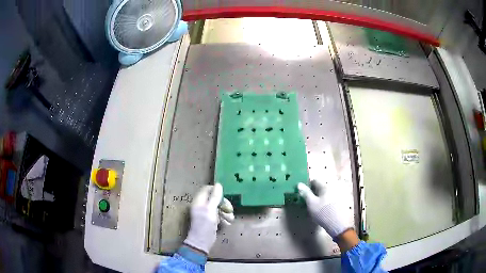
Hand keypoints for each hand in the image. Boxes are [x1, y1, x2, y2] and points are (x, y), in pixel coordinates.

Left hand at [183, 183, 234, 254]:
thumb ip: (215, 197)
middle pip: (215, 198)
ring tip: (230, 219)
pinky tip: (227, 224)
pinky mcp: (211, 220)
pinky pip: (219, 215)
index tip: (224, 196)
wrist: (202, 241)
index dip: (216, 191)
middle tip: (229, 210)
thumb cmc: (205, 224)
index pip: (207, 189)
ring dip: (226, 212)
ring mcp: (207, 213)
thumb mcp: (211, 209)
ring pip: (219, 207)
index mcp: (199, 201)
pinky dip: (224, 218)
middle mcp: (202, 205)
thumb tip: (218, 184)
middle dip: (224, 204)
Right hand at [298, 180, 353, 238]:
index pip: (315, 180)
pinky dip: (326, 201)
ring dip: (320, 197)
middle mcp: (333, 187)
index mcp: (325, 186)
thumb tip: (299, 184)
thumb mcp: (311, 203)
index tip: (303, 193)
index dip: (308, 185)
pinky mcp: (341, 201)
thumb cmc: (323, 212)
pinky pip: (331, 198)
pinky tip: (323, 209)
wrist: (338, 224)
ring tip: (315, 206)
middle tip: (308, 201)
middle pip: (321, 186)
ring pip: (326, 193)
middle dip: (314, 192)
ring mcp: (338, 194)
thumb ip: (305, 193)